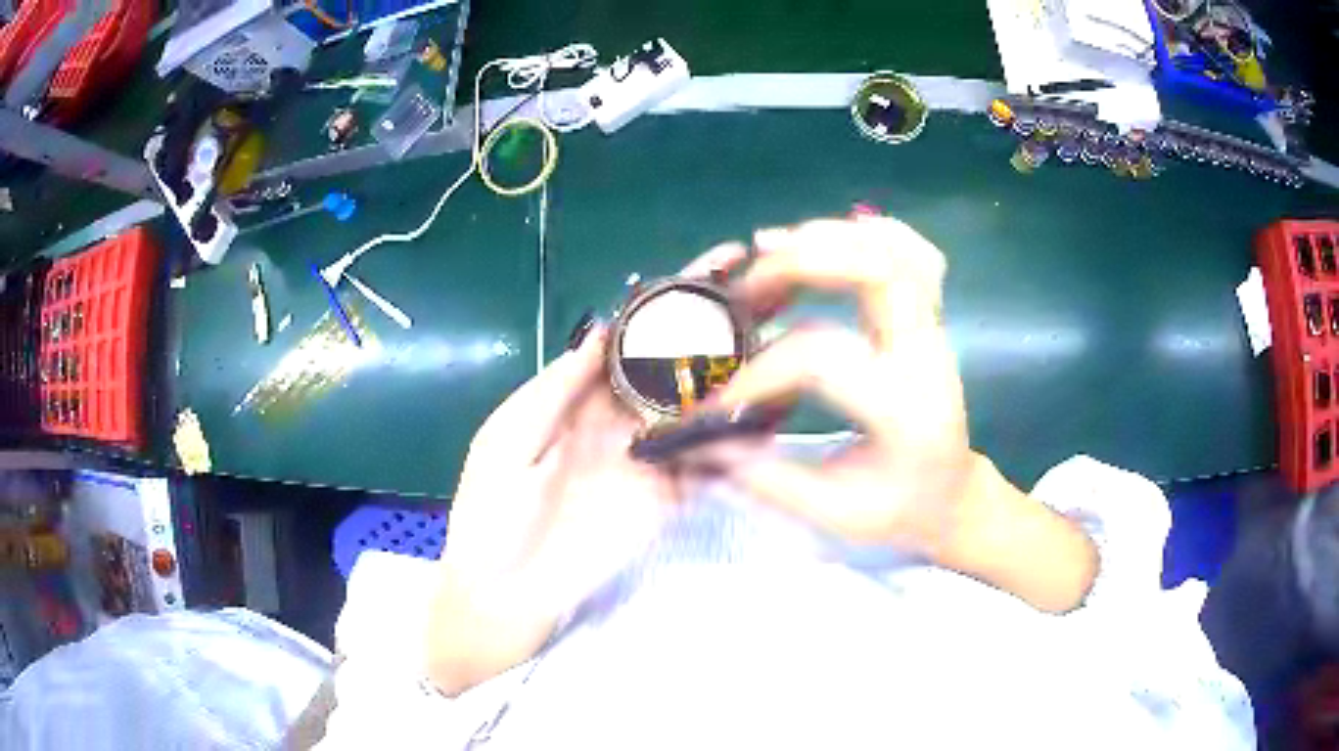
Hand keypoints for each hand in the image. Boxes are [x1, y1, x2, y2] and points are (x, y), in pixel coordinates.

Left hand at [427, 245, 747, 694]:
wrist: (502, 594)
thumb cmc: (489, 513)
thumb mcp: (507, 440)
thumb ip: (555, 389)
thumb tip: (602, 330)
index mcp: (579, 398)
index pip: (633, 338)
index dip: (669, 300)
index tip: (714, 264)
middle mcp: (622, 419)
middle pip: (674, 362)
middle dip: (715, 322)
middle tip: (764, 284)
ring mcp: (650, 458)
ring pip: (699, 405)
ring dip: (736, 370)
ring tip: (782, 331)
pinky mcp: (669, 498)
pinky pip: (708, 462)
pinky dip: (739, 437)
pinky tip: (773, 407)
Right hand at [714, 215, 1096, 611]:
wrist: (953, 496)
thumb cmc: (899, 511)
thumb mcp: (834, 514)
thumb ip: (766, 478)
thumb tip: (701, 441)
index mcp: (905, 411)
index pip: (824, 359)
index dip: (760, 370)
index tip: (718, 396)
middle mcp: (926, 357)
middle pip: (876, 272)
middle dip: (800, 263)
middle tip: (747, 285)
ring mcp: (935, 330)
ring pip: (896, 250)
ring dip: (829, 236)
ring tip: (771, 247)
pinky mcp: (932, 318)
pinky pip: (915, 253)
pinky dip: (873, 232)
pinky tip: (832, 236)